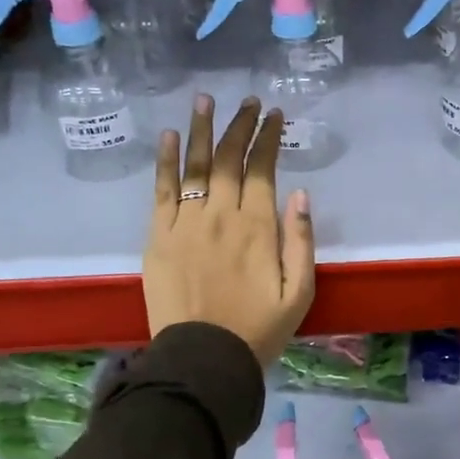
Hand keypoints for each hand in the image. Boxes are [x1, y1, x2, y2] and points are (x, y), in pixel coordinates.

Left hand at [145, 94, 316, 365]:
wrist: (203, 359)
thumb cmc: (258, 328)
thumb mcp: (299, 292)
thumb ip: (301, 241)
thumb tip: (299, 193)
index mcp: (257, 227)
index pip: (262, 169)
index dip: (268, 138)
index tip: (274, 115)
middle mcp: (220, 215)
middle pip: (228, 159)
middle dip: (239, 125)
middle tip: (247, 101)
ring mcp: (185, 222)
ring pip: (194, 165)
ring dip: (201, 129)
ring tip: (205, 100)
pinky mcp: (158, 236)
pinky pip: (162, 190)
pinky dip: (166, 161)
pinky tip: (170, 136)